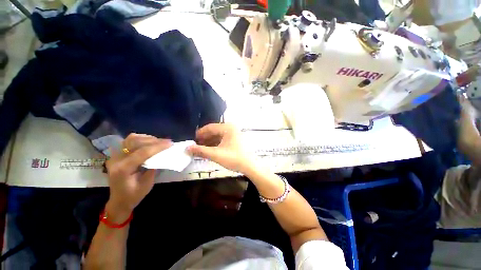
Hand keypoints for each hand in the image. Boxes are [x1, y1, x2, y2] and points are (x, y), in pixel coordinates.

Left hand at [105, 134, 171, 216]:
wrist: (119, 201)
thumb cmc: (134, 195)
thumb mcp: (147, 184)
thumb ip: (153, 167)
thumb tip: (162, 155)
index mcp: (123, 169)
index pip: (142, 152)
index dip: (158, 147)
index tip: (170, 143)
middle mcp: (116, 159)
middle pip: (135, 142)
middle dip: (153, 141)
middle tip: (167, 142)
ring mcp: (115, 156)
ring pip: (131, 139)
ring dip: (147, 138)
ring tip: (159, 142)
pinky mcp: (118, 154)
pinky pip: (129, 141)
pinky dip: (141, 139)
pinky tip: (150, 142)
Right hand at [187, 123, 256, 174]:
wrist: (250, 166)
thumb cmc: (234, 158)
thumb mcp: (216, 154)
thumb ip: (200, 151)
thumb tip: (186, 148)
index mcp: (227, 127)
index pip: (210, 127)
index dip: (199, 133)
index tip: (191, 140)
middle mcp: (231, 128)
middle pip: (214, 131)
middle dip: (204, 139)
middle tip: (195, 146)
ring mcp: (234, 134)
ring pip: (218, 136)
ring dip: (209, 142)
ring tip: (201, 149)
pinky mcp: (235, 140)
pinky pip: (223, 140)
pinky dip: (216, 144)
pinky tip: (210, 150)